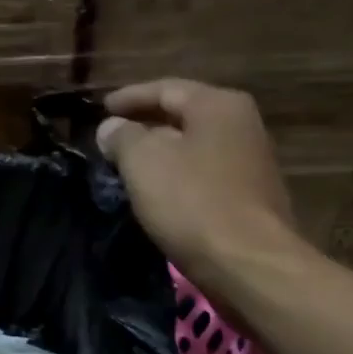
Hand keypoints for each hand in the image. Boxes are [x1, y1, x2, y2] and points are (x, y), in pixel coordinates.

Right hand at [96, 79, 306, 282]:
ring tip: (129, 167)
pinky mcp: (251, 199)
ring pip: (195, 149)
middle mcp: (242, 125)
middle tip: (112, 138)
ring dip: (162, 155)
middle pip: (184, 117)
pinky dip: (178, 179)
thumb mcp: (144, 162)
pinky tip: (159, 195)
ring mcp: (251, 164)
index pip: (166, 89)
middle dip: (146, 126)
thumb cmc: (193, 203)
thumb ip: (123, 137)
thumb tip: (112, 128)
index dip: (129, 97)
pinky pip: (204, 178)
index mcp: (218, 105)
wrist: (249, 264)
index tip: (101, 109)